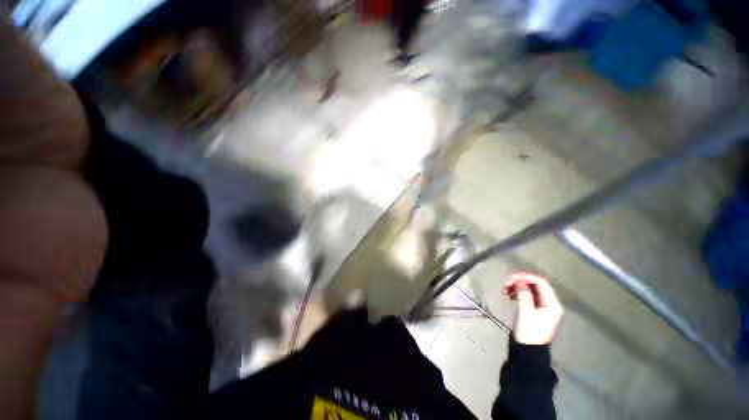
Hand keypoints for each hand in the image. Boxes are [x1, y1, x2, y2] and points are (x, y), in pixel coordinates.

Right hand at [503, 273, 563, 344]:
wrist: (528, 351)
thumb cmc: (529, 332)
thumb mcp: (526, 313)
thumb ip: (524, 294)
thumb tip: (520, 280)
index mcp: (552, 305)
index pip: (541, 283)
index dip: (526, 277)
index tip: (512, 278)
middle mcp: (550, 304)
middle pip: (535, 285)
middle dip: (520, 281)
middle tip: (506, 283)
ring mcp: (543, 307)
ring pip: (530, 289)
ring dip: (517, 287)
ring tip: (505, 289)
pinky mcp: (536, 310)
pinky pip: (528, 295)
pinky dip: (518, 292)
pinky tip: (509, 295)